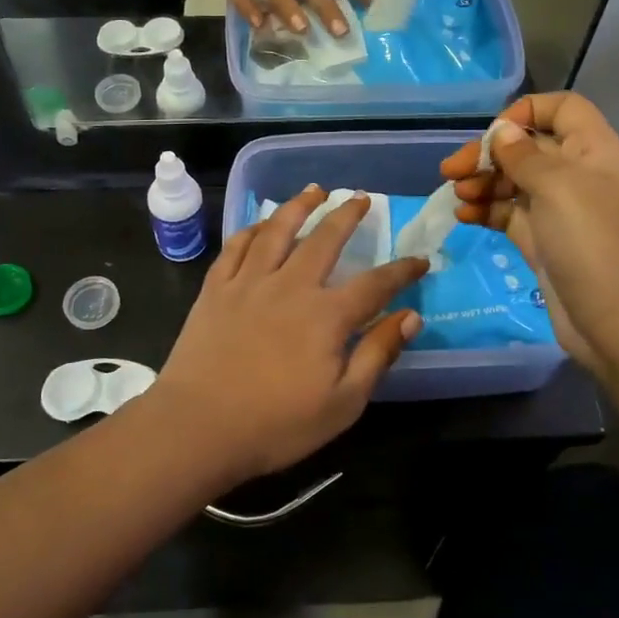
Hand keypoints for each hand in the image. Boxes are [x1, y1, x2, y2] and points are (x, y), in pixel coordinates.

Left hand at [151, 187, 426, 484]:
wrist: (198, 426)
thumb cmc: (276, 424)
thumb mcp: (343, 403)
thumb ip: (377, 355)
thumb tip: (411, 316)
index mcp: (326, 316)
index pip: (374, 284)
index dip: (401, 271)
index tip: (420, 260)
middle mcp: (290, 286)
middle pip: (324, 239)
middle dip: (347, 215)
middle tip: (360, 198)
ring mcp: (248, 283)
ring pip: (277, 230)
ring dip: (299, 206)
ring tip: (314, 190)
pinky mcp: (215, 289)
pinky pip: (236, 246)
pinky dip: (252, 229)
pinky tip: (260, 223)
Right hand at [439, 94, 618, 377]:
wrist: (613, 322)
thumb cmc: (591, 244)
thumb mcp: (558, 188)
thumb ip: (524, 155)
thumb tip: (502, 130)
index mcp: (593, 150)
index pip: (562, 108)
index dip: (527, 112)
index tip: (495, 135)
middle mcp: (576, 174)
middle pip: (527, 146)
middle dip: (488, 154)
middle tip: (451, 171)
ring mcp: (557, 209)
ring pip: (512, 181)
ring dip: (481, 183)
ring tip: (457, 197)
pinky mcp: (540, 240)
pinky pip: (506, 213)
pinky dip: (484, 210)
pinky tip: (463, 217)